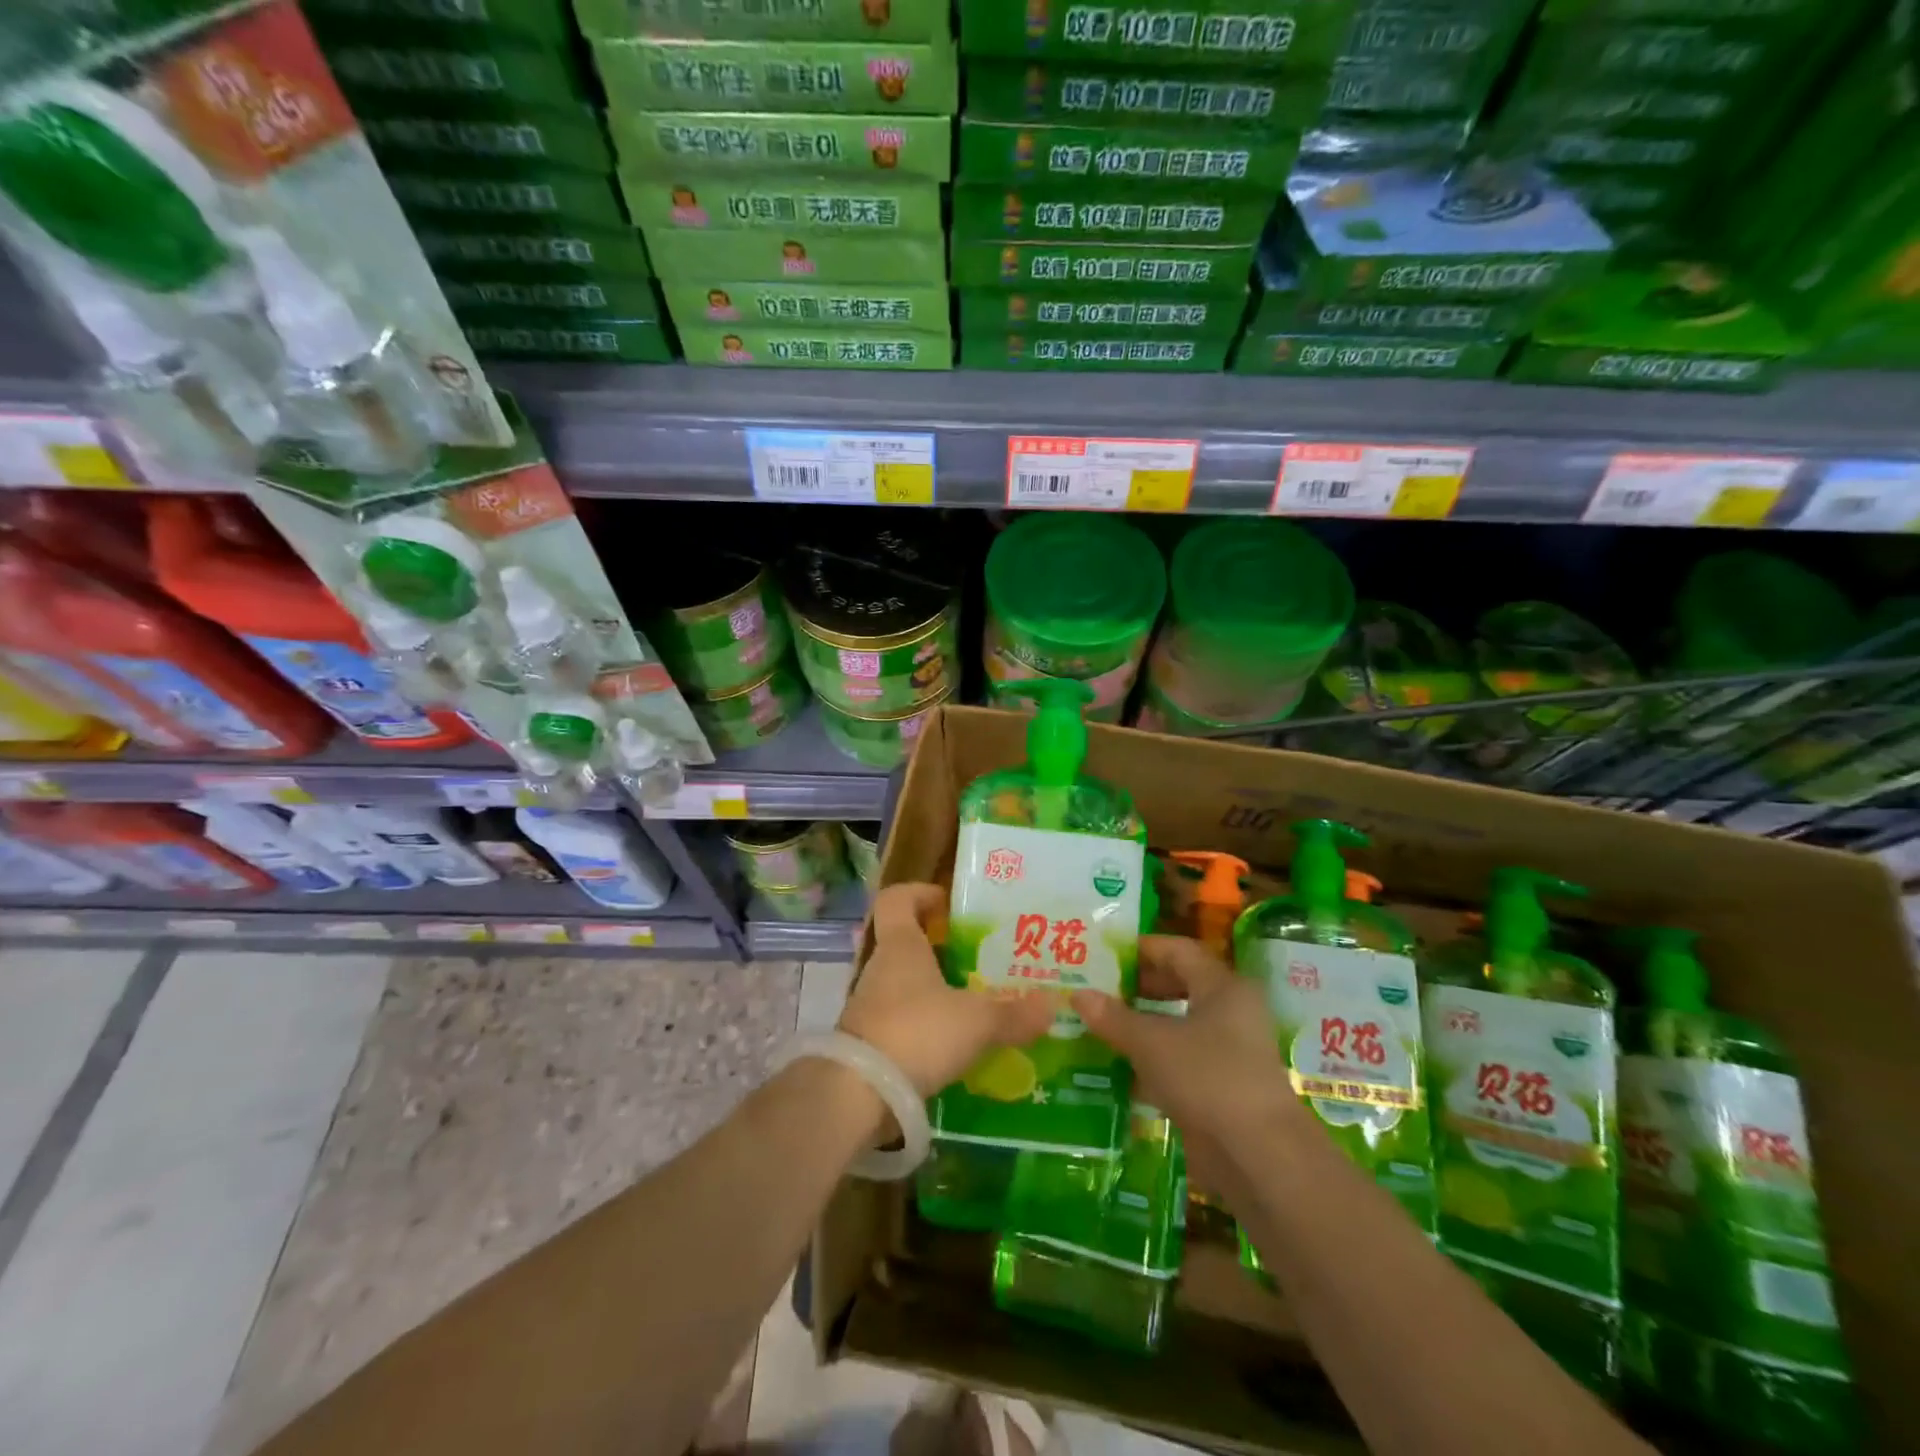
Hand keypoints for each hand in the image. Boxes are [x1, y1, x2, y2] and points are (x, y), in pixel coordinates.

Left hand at [839, 882, 1056, 1097]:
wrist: (857, 1095)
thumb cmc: (917, 1032)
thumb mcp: (976, 1022)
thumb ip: (1014, 1013)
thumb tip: (1053, 1005)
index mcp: (900, 946)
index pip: (896, 899)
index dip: (919, 893)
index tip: (946, 903)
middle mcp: (880, 969)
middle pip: (905, 944)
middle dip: (938, 948)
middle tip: (977, 960)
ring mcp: (869, 1007)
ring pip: (904, 985)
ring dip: (933, 991)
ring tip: (973, 1006)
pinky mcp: (867, 1043)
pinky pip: (901, 1022)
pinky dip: (925, 1027)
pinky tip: (953, 1046)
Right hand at [1070, 935, 1299, 1195]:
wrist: (1260, 1157)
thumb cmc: (1208, 1079)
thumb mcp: (1152, 1043)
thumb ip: (1114, 1017)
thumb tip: (1077, 993)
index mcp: (1222, 987)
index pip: (1177, 950)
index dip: (1140, 948)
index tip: (1103, 954)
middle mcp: (1230, 1011)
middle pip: (1179, 984)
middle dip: (1137, 986)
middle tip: (1096, 988)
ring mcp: (1229, 1051)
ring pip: (1177, 1024)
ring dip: (1140, 1024)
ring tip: (1098, 1024)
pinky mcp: (1222, 1086)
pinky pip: (1180, 1059)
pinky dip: (1151, 1058)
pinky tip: (1116, 1066)